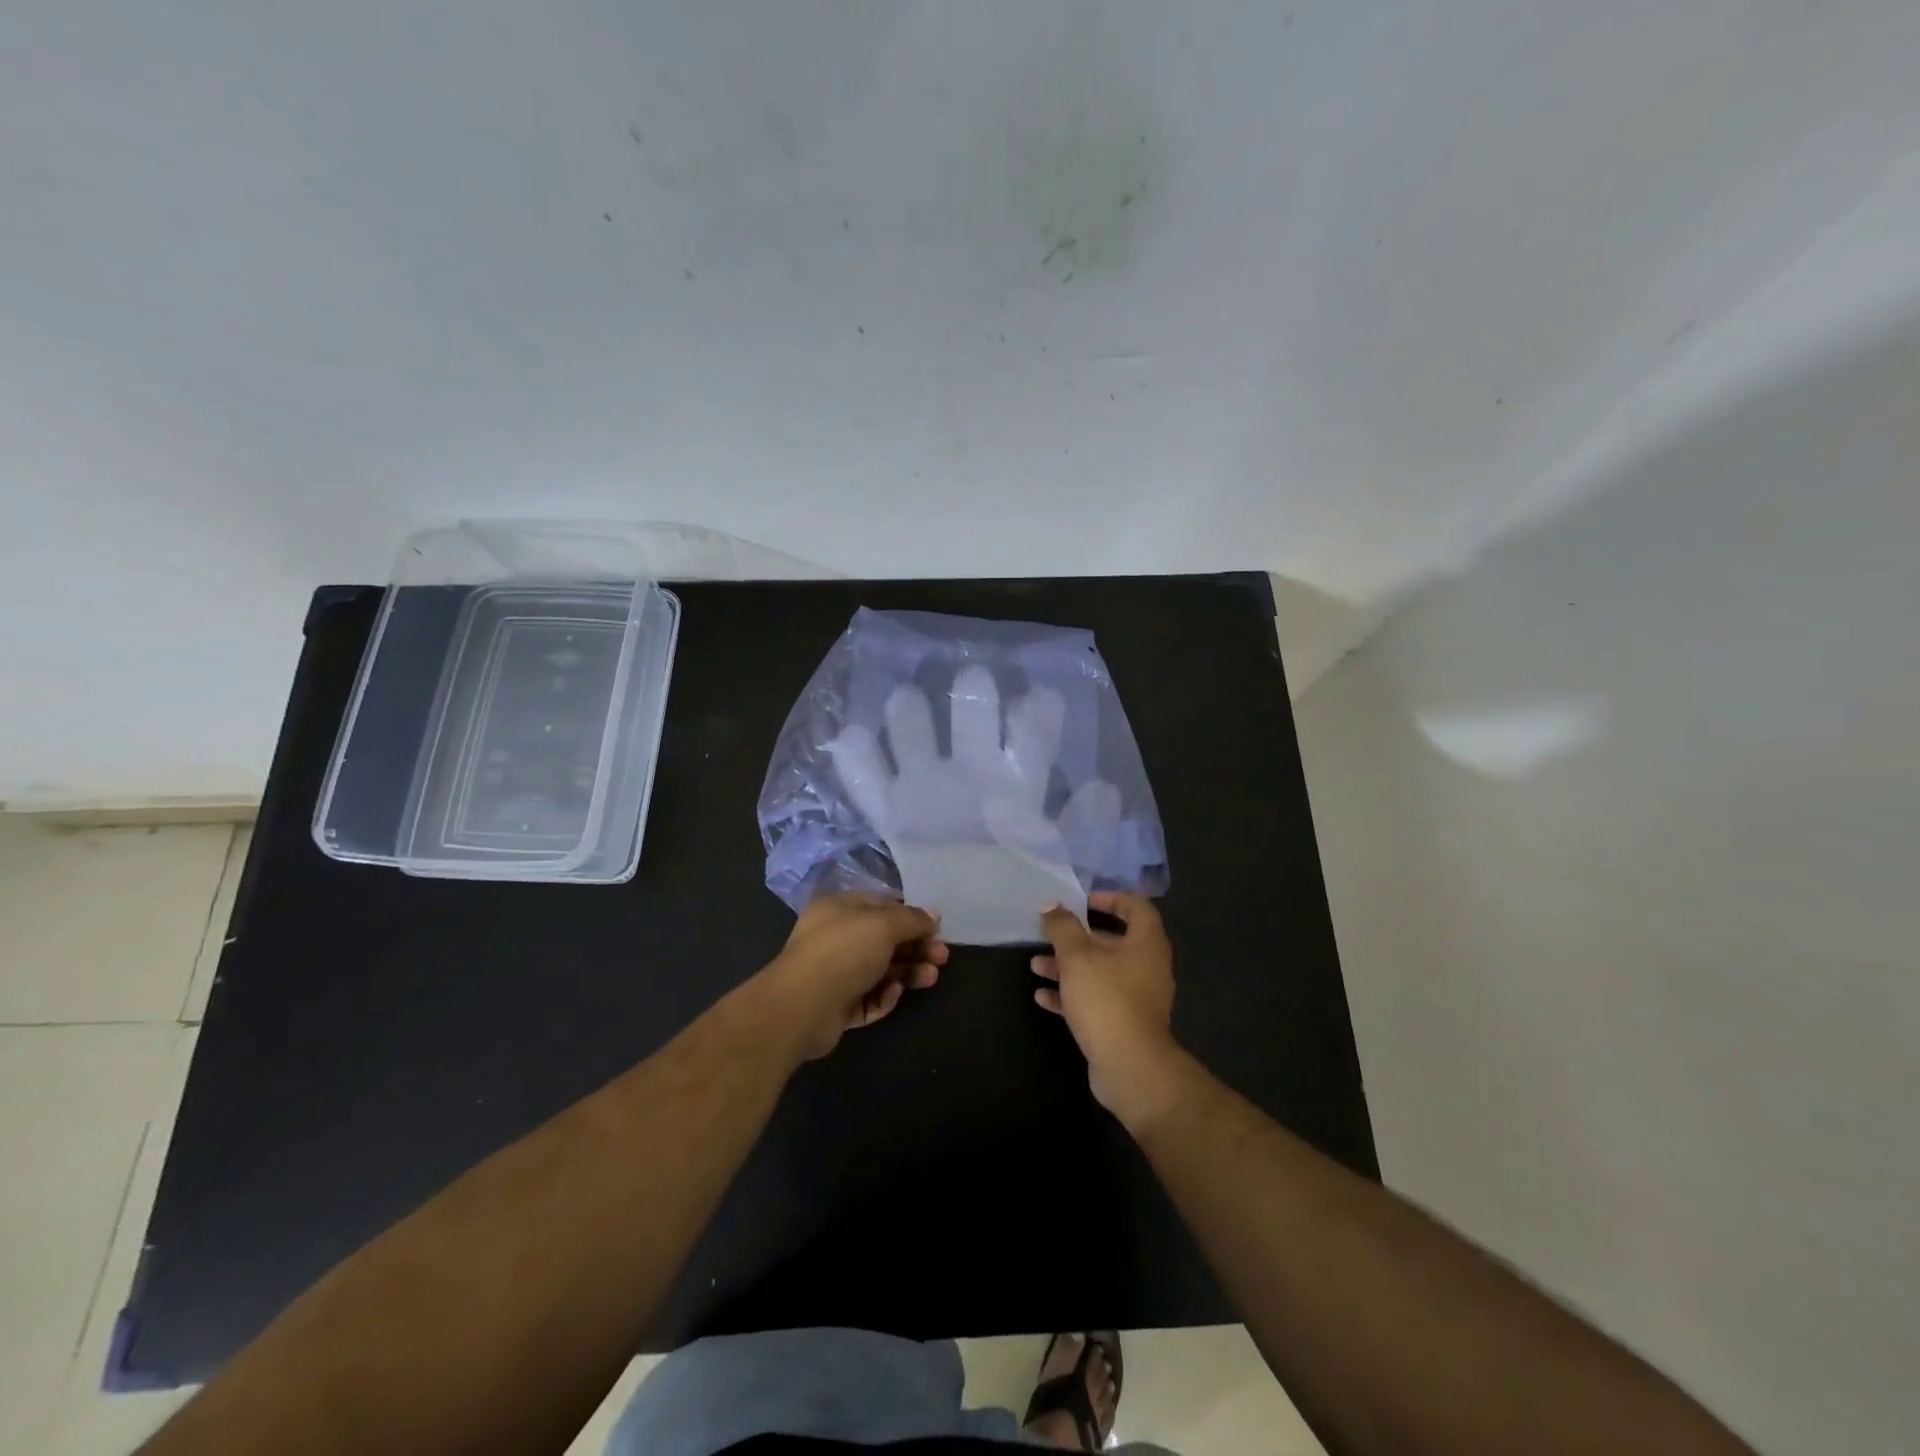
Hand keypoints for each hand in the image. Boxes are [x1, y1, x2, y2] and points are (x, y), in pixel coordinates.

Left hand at [767, 892, 946, 1059]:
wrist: (802, 1007)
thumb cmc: (844, 951)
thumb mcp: (884, 925)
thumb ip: (912, 919)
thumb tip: (934, 914)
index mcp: (840, 909)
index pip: (882, 906)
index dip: (911, 916)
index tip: (937, 929)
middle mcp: (836, 937)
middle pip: (884, 940)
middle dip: (915, 947)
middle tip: (941, 958)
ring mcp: (835, 972)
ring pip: (880, 970)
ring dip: (907, 972)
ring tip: (929, 978)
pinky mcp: (837, 1005)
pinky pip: (868, 998)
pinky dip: (884, 996)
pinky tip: (893, 994)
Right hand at [1034, 893, 1180, 1126]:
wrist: (1130, 1067)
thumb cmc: (1106, 1000)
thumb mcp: (1077, 957)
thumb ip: (1062, 928)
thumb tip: (1051, 906)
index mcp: (1146, 943)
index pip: (1135, 906)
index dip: (1109, 897)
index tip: (1081, 901)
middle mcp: (1146, 967)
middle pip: (1112, 941)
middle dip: (1077, 937)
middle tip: (1049, 934)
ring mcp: (1136, 998)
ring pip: (1099, 972)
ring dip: (1068, 967)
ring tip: (1036, 966)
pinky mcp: (1123, 1024)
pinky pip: (1096, 1000)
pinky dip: (1071, 995)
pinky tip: (1043, 997)